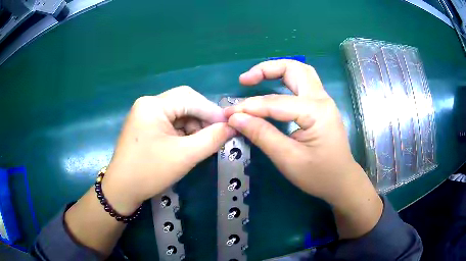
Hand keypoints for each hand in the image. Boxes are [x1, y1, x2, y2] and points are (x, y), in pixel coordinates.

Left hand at [103, 86, 235, 214]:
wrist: (122, 190)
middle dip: (202, 117)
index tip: (230, 125)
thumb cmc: (150, 172)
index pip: (190, 99)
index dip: (212, 111)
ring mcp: (144, 114)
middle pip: (183, 101)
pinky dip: (182, 130)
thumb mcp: (185, 156)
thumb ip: (212, 139)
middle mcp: (148, 104)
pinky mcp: (144, 125)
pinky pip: (169, 121)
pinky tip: (188, 143)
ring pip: (178, 112)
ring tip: (201, 142)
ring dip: (193, 125)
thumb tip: (232, 127)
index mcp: (153, 105)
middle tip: (216, 133)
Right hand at [225, 60, 382, 238]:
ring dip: (277, 71)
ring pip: (300, 72)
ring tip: (256, 80)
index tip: (228, 114)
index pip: (275, 102)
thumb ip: (262, 135)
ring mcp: (324, 101)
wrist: (342, 182)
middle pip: (294, 69)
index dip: (249, 107)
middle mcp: (321, 99)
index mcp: (316, 111)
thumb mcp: (288, 159)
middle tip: (245, 80)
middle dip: (266, 69)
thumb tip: (235, 118)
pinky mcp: (321, 107)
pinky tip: (273, 89)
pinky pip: (302, 84)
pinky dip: (285, 81)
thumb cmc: (319, 175)